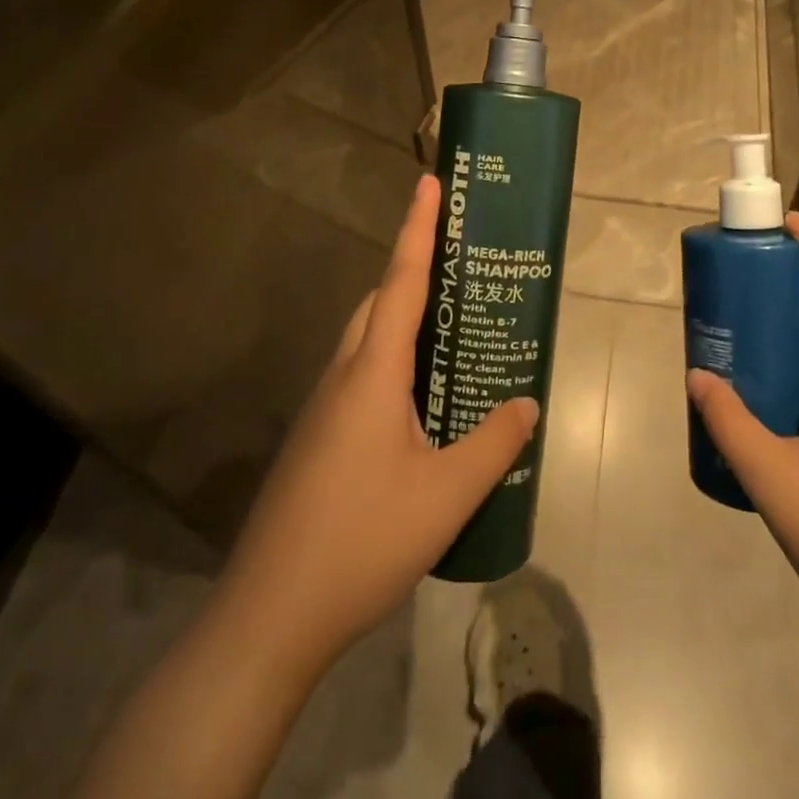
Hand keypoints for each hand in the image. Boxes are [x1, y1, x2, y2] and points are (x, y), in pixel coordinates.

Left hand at [211, 173, 539, 684]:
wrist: (270, 615)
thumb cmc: (362, 540)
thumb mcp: (446, 494)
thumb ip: (494, 443)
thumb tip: (527, 403)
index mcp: (372, 373)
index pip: (401, 281)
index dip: (417, 228)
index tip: (429, 182)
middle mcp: (343, 377)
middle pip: (379, 304)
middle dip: (413, 271)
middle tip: (460, 267)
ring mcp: (323, 410)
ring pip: (366, 342)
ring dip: (402, 321)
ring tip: (450, 331)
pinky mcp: (318, 440)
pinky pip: (360, 377)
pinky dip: (393, 364)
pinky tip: (421, 403)